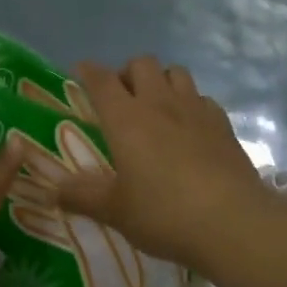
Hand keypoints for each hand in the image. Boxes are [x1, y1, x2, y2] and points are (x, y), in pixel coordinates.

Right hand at [52, 57, 271, 273]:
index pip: (101, 80)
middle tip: (122, 99)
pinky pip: (203, 98)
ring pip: (176, 72)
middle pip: (142, 64)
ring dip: (162, 81)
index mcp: (126, 118)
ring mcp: (195, 110)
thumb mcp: (116, 211)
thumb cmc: (164, 213)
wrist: (233, 223)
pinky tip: (190, 128)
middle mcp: (159, 103)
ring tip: (157, 107)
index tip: (81, 72)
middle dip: (128, 73)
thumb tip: (53, 189)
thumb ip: (83, 196)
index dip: (88, 71)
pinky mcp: (223, 124)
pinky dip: (191, 104)